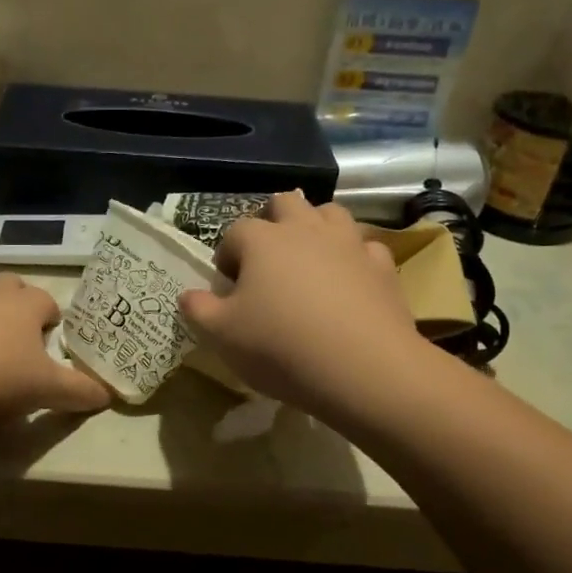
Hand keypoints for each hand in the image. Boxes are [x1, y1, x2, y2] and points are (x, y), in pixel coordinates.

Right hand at [178, 192, 424, 415]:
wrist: (363, 368)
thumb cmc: (280, 347)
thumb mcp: (222, 336)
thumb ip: (199, 310)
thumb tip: (188, 295)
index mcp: (262, 240)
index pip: (235, 232)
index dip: (227, 256)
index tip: (228, 288)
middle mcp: (306, 229)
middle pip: (285, 204)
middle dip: (272, 222)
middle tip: (266, 261)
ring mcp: (349, 244)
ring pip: (330, 214)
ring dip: (315, 228)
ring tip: (308, 261)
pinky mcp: (383, 266)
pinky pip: (365, 248)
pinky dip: (353, 258)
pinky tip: (349, 283)